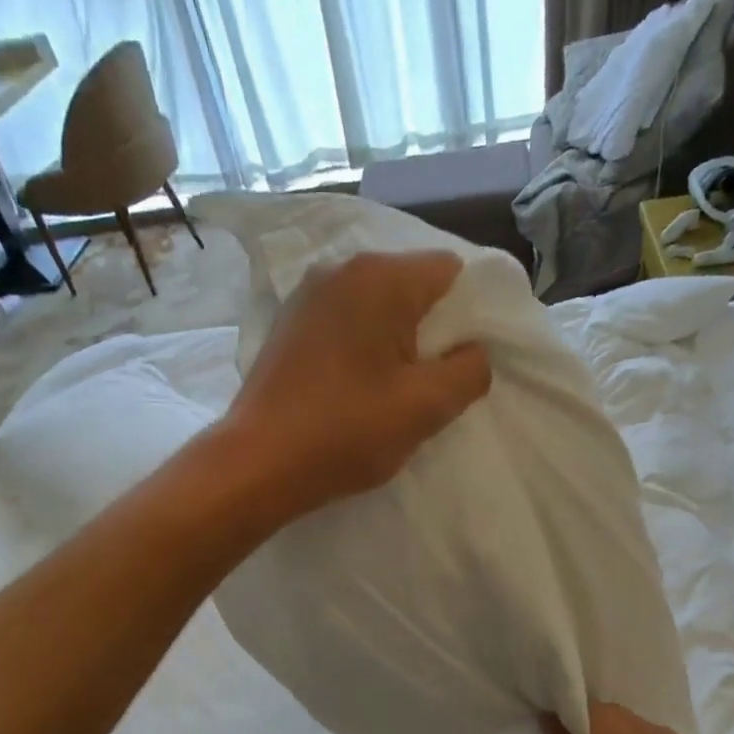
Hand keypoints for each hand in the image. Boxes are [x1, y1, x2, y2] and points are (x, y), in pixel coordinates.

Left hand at [223, 251, 490, 515]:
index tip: (463, 360)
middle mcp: (341, 269)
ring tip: (393, 389)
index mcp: (380, 278)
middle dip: (431, 330)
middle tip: (431, 382)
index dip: (468, 314)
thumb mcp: (426, 407)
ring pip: (377, 307)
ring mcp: (308, 295)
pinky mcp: (289, 324)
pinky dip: (362, 346)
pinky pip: (346, 322)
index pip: (451, 272)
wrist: (258, 463)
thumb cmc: (347, 431)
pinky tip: (355, 387)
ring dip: (395, 341)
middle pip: (412, 286)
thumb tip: (474, 353)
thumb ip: (469, 372)